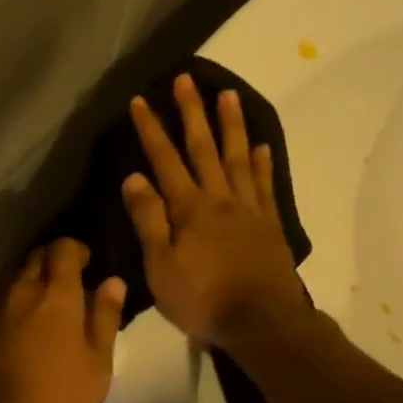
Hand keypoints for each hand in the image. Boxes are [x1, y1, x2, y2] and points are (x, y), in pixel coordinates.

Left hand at [0, 238, 126, 402]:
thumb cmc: (56, 399)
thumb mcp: (97, 365)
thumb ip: (104, 318)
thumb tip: (113, 281)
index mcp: (56, 295)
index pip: (63, 248)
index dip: (76, 250)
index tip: (87, 264)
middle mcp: (20, 290)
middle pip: (35, 257)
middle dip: (52, 262)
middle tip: (66, 286)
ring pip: (10, 278)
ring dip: (26, 282)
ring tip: (37, 307)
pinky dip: (3, 302)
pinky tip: (8, 323)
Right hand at [123, 75, 305, 348]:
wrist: (263, 323)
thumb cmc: (203, 299)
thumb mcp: (161, 266)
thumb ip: (149, 220)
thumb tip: (133, 177)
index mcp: (189, 209)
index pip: (164, 160)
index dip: (151, 129)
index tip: (140, 100)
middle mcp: (219, 199)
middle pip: (203, 148)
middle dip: (191, 112)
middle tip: (186, 79)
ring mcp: (248, 209)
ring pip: (238, 157)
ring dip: (230, 125)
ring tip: (228, 95)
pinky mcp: (269, 225)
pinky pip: (264, 185)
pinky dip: (262, 163)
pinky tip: (261, 146)